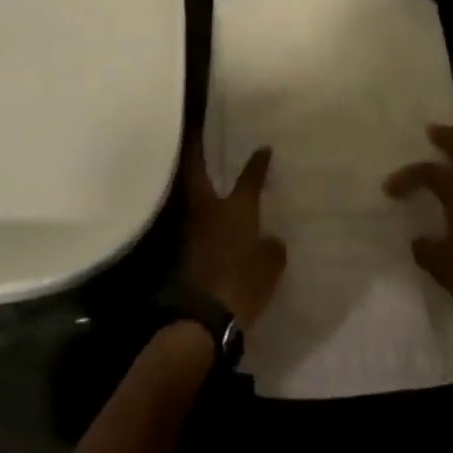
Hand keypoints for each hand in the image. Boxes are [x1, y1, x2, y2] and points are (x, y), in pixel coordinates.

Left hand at [182, 144, 286, 328]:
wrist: (203, 316)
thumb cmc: (243, 283)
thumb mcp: (270, 267)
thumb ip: (272, 248)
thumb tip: (271, 239)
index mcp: (236, 208)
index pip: (249, 178)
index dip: (257, 162)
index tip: (263, 148)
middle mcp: (209, 210)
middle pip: (197, 173)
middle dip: (197, 153)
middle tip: (198, 136)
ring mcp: (190, 229)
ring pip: (192, 196)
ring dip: (197, 184)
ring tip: (206, 175)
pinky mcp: (181, 250)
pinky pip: (192, 222)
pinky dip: (198, 214)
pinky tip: (207, 218)